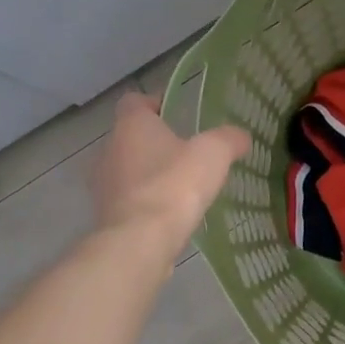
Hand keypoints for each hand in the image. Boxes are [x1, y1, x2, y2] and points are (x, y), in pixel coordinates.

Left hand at [93, 93, 250, 245]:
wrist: (140, 242)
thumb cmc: (174, 185)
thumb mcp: (214, 154)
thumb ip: (229, 139)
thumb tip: (240, 137)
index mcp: (131, 126)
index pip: (134, 101)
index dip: (154, 102)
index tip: (175, 112)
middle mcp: (109, 150)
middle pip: (130, 137)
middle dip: (155, 142)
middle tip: (186, 152)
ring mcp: (103, 185)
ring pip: (127, 170)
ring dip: (149, 174)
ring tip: (180, 186)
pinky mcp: (105, 216)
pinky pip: (128, 201)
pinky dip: (146, 202)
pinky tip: (170, 214)